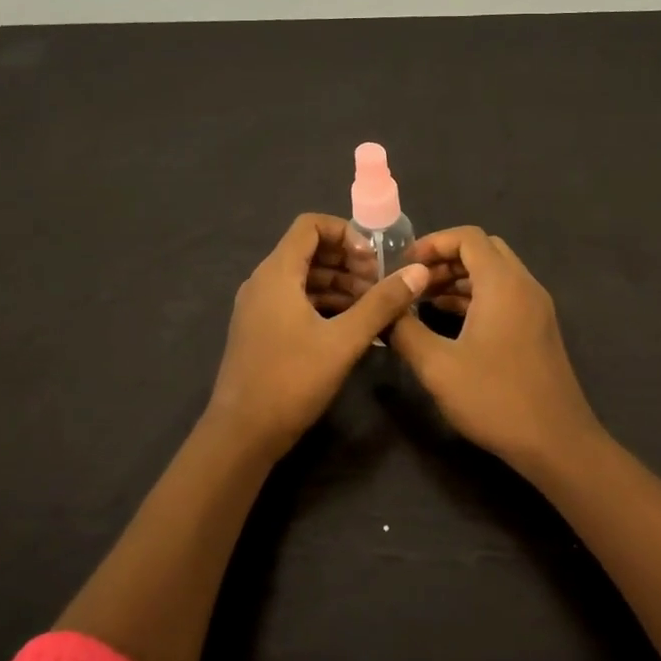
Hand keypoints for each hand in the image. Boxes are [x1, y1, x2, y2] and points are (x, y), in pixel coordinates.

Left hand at [205, 213, 429, 455]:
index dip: (346, 233)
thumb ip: (382, 303)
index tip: (373, 260)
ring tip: (373, 308)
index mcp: (277, 273)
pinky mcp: (261, 330)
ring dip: (339, 285)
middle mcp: (263, 282)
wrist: (242, 434)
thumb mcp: (344, 341)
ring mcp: (259, 307)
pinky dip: (324, 304)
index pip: (310, 225)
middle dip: (348, 262)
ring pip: (304, 278)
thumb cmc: (292, 380)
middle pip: (308, 251)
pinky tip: (351, 327)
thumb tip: (419, 272)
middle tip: (380, 286)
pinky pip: (295, 301)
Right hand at [389, 226, 602, 471]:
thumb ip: (405, 331)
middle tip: (413, 282)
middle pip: (483, 250)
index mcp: (503, 283)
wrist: (556, 442)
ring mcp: (536, 307)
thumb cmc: (495, 398)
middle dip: (445, 259)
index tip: (403, 264)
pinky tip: (449, 322)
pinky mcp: (538, 329)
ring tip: (422, 301)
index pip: (468, 237)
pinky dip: (476, 297)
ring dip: (460, 280)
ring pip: (495, 274)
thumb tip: (383, 311)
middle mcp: (524, 285)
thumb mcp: (437, 366)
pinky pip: (504, 296)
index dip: (432, 243)